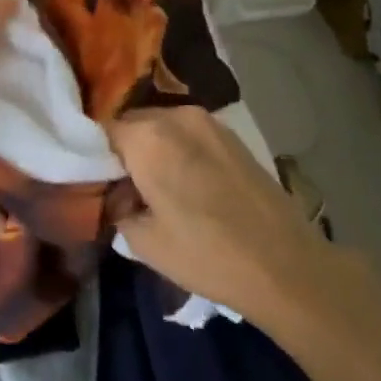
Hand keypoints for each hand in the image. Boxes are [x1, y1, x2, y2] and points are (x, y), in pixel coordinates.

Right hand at [108, 105, 324, 321]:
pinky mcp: (230, 134)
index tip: (97, 183)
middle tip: (125, 190)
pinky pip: (188, 133)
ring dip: (153, 149)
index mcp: (147, 137)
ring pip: (162, 127)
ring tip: (158, 189)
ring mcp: (207, 120)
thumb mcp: (145, 243)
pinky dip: (178, 150)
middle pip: (133, 124)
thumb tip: (115, 194)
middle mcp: (175, 115)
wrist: (285, 265)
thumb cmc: (207, 255)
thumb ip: (117, 208)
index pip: (103, 131)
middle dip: (125, 151)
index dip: (95, 157)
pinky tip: (188, 184)